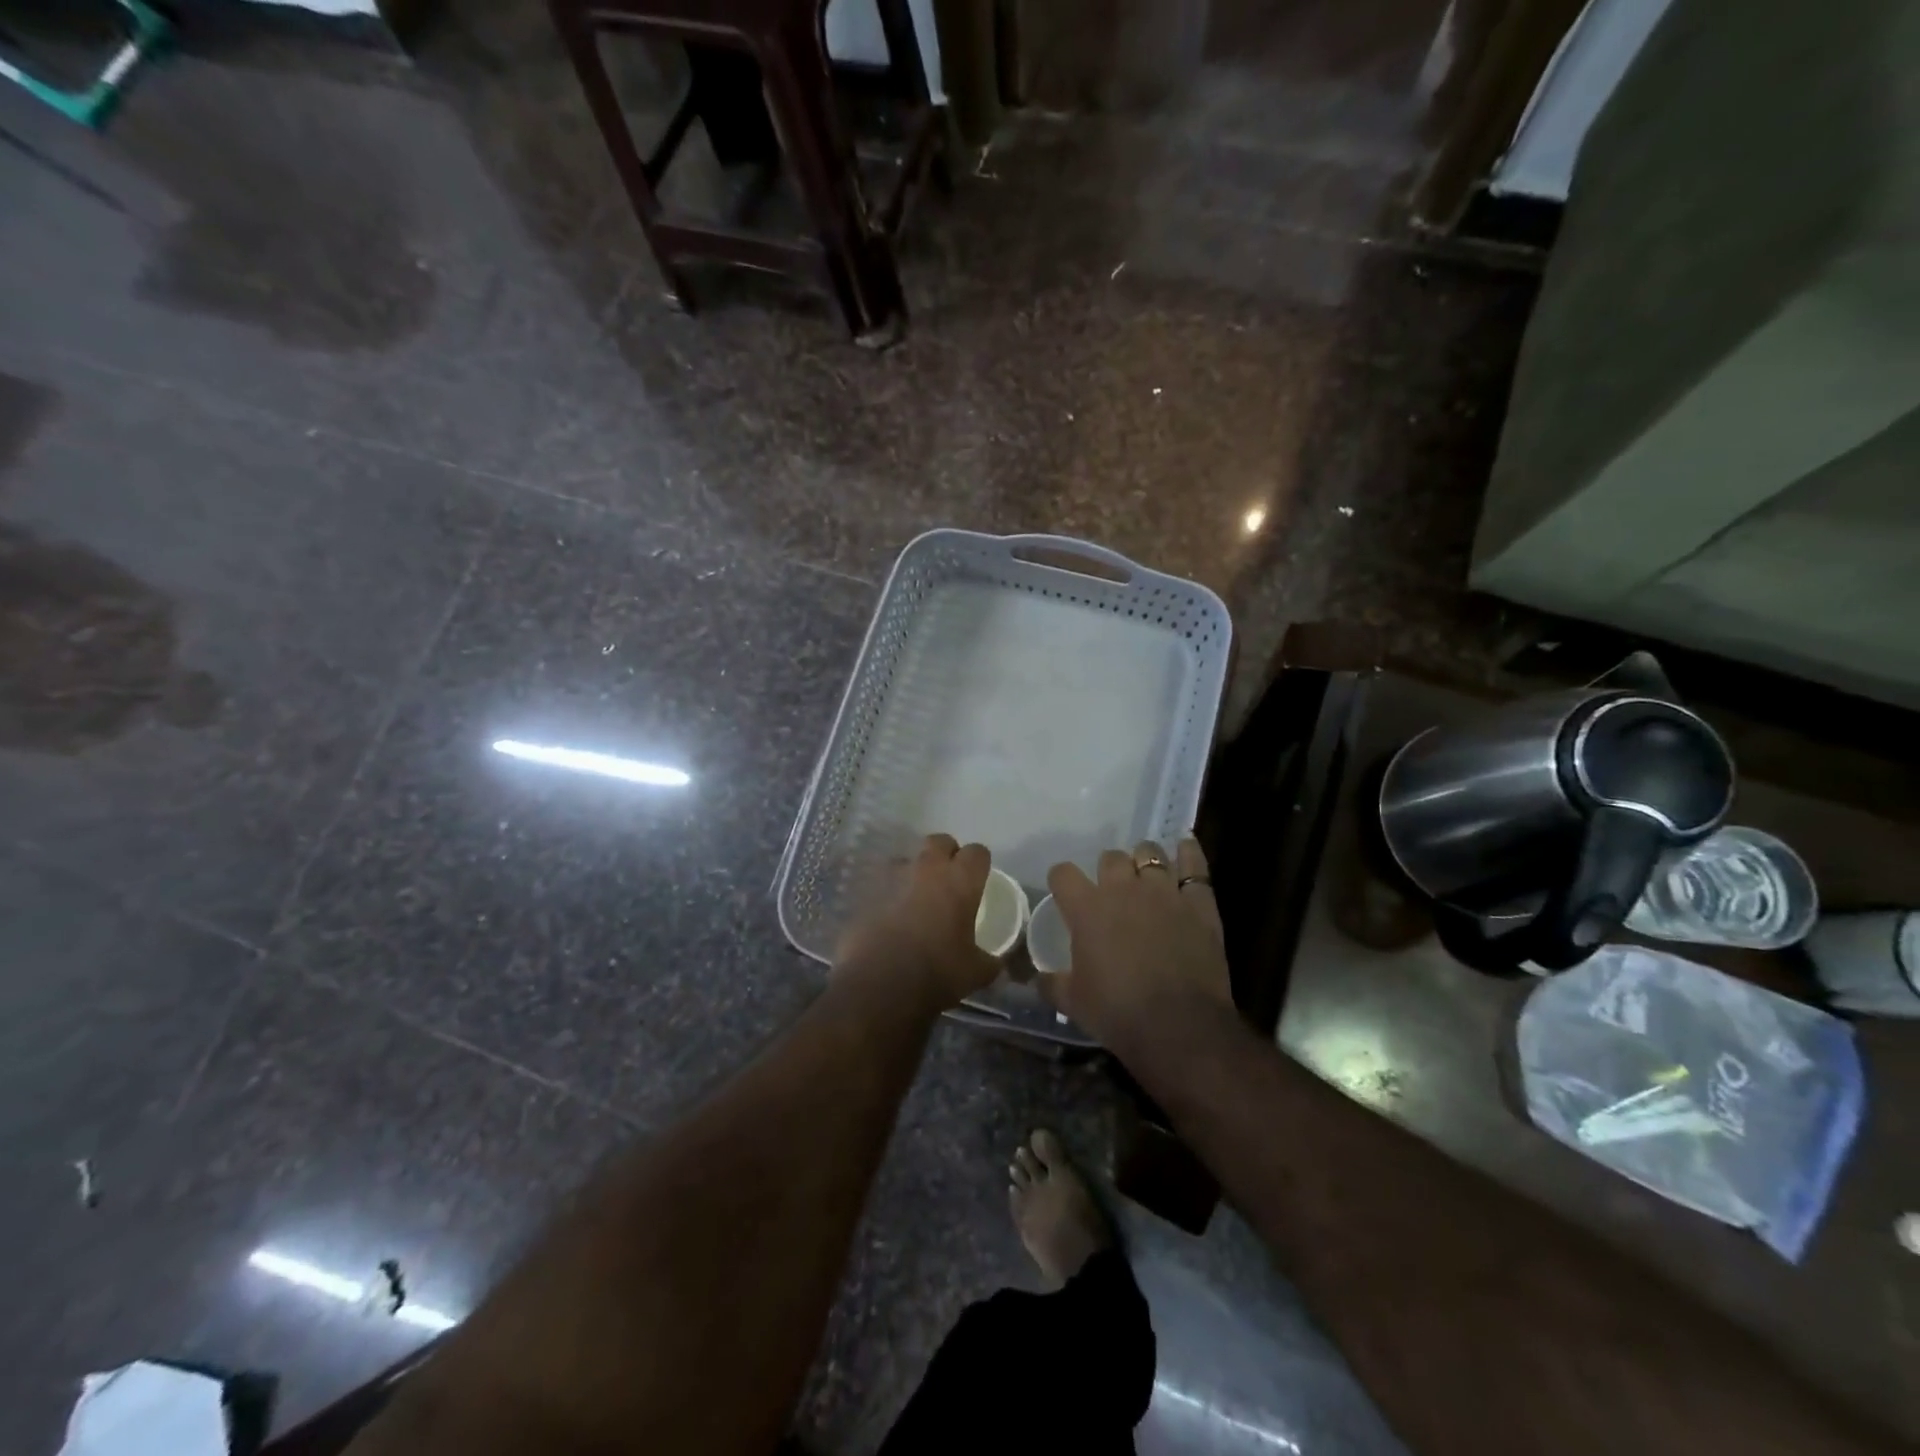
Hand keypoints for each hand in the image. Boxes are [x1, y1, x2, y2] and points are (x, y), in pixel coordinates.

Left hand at [835, 834, 998, 1011]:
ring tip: (915, 898)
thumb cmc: (936, 973)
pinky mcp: (865, 891)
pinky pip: (882, 882)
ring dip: (914, 872)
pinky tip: (889, 916)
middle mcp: (927, 869)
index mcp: (960, 881)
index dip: (979, 863)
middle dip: (946, 854)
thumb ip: (990, 961)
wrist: (879, 984)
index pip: (977, 852)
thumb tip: (996, 963)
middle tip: (948, 881)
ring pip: (907, 859)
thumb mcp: (976, 973)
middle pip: (940, 841)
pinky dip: (888, 893)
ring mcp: (892, 877)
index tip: (978, 880)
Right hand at [1045, 837, 1231, 1049]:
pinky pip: (1195, 867)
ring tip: (1146, 874)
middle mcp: (1123, 889)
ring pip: (1150, 853)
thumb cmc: (1118, 1012)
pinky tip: (1185, 846)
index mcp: (1087, 908)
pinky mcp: (1199, 904)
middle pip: (1110, 857)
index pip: (1063, 873)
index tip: (1065, 892)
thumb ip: (1052, 983)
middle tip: (1111, 890)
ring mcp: (1164, 892)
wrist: (1179, 1027)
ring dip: (1144, 860)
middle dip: (1108, 869)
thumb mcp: (1073, 1002)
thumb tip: (1037, 979)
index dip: (1061, 880)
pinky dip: (1189, 853)